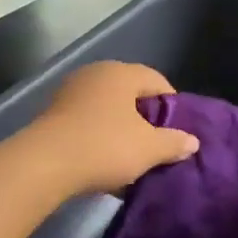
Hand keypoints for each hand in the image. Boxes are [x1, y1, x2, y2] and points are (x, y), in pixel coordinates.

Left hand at [23, 61, 199, 195]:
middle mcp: (94, 74)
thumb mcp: (149, 149)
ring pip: (107, 110)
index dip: (172, 105)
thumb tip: (192, 141)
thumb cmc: (104, 147)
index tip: (178, 132)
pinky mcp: (52, 115)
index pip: (157, 80)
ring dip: (120, 131)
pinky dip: (98, 139)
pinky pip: (86, 124)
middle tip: (156, 146)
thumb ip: (173, 142)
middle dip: (145, 119)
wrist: (44, 165)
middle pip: (130, 94)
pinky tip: (103, 163)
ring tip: (131, 159)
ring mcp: (69, 93)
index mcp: (120, 73)